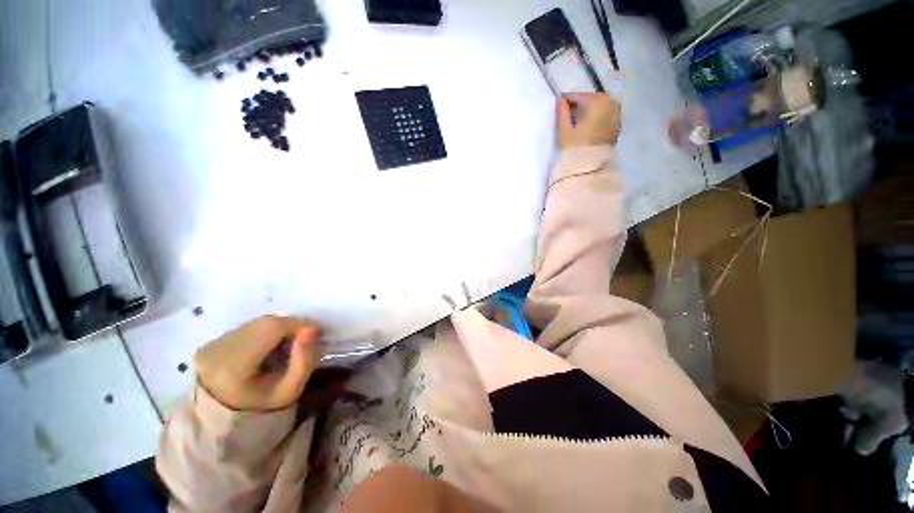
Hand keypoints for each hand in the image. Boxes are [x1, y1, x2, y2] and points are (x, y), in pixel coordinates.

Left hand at [194, 315, 322, 410]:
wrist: (224, 423)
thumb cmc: (262, 409)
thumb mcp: (290, 390)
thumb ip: (305, 360)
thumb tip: (312, 329)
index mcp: (234, 366)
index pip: (273, 328)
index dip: (299, 324)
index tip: (316, 333)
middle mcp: (218, 350)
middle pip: (266, 322)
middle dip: (291, 326)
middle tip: (304, 341)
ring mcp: (212, 345)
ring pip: (258, 323)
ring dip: (279, 329)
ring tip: (286, 346)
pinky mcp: (211, 343)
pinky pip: (248, 328)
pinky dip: (265, 332)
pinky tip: (268, 349)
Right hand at [558, 93, 621, 148]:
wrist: (590, 167)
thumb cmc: (576, 147)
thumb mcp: (566, 129)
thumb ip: (563, 113)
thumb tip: (561, 101)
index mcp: (600, 102)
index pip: (583, 96)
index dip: (570, 98)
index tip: (561, 100)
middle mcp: (613, 105)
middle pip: (594, 101)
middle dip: (582, 105)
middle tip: (569, 111)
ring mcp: (617, 117)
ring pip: (601, 109)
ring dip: (590, 112)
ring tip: (578, 120)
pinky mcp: (617, 129)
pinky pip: (607, 117)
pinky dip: (597, 118)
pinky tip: (587, 126)